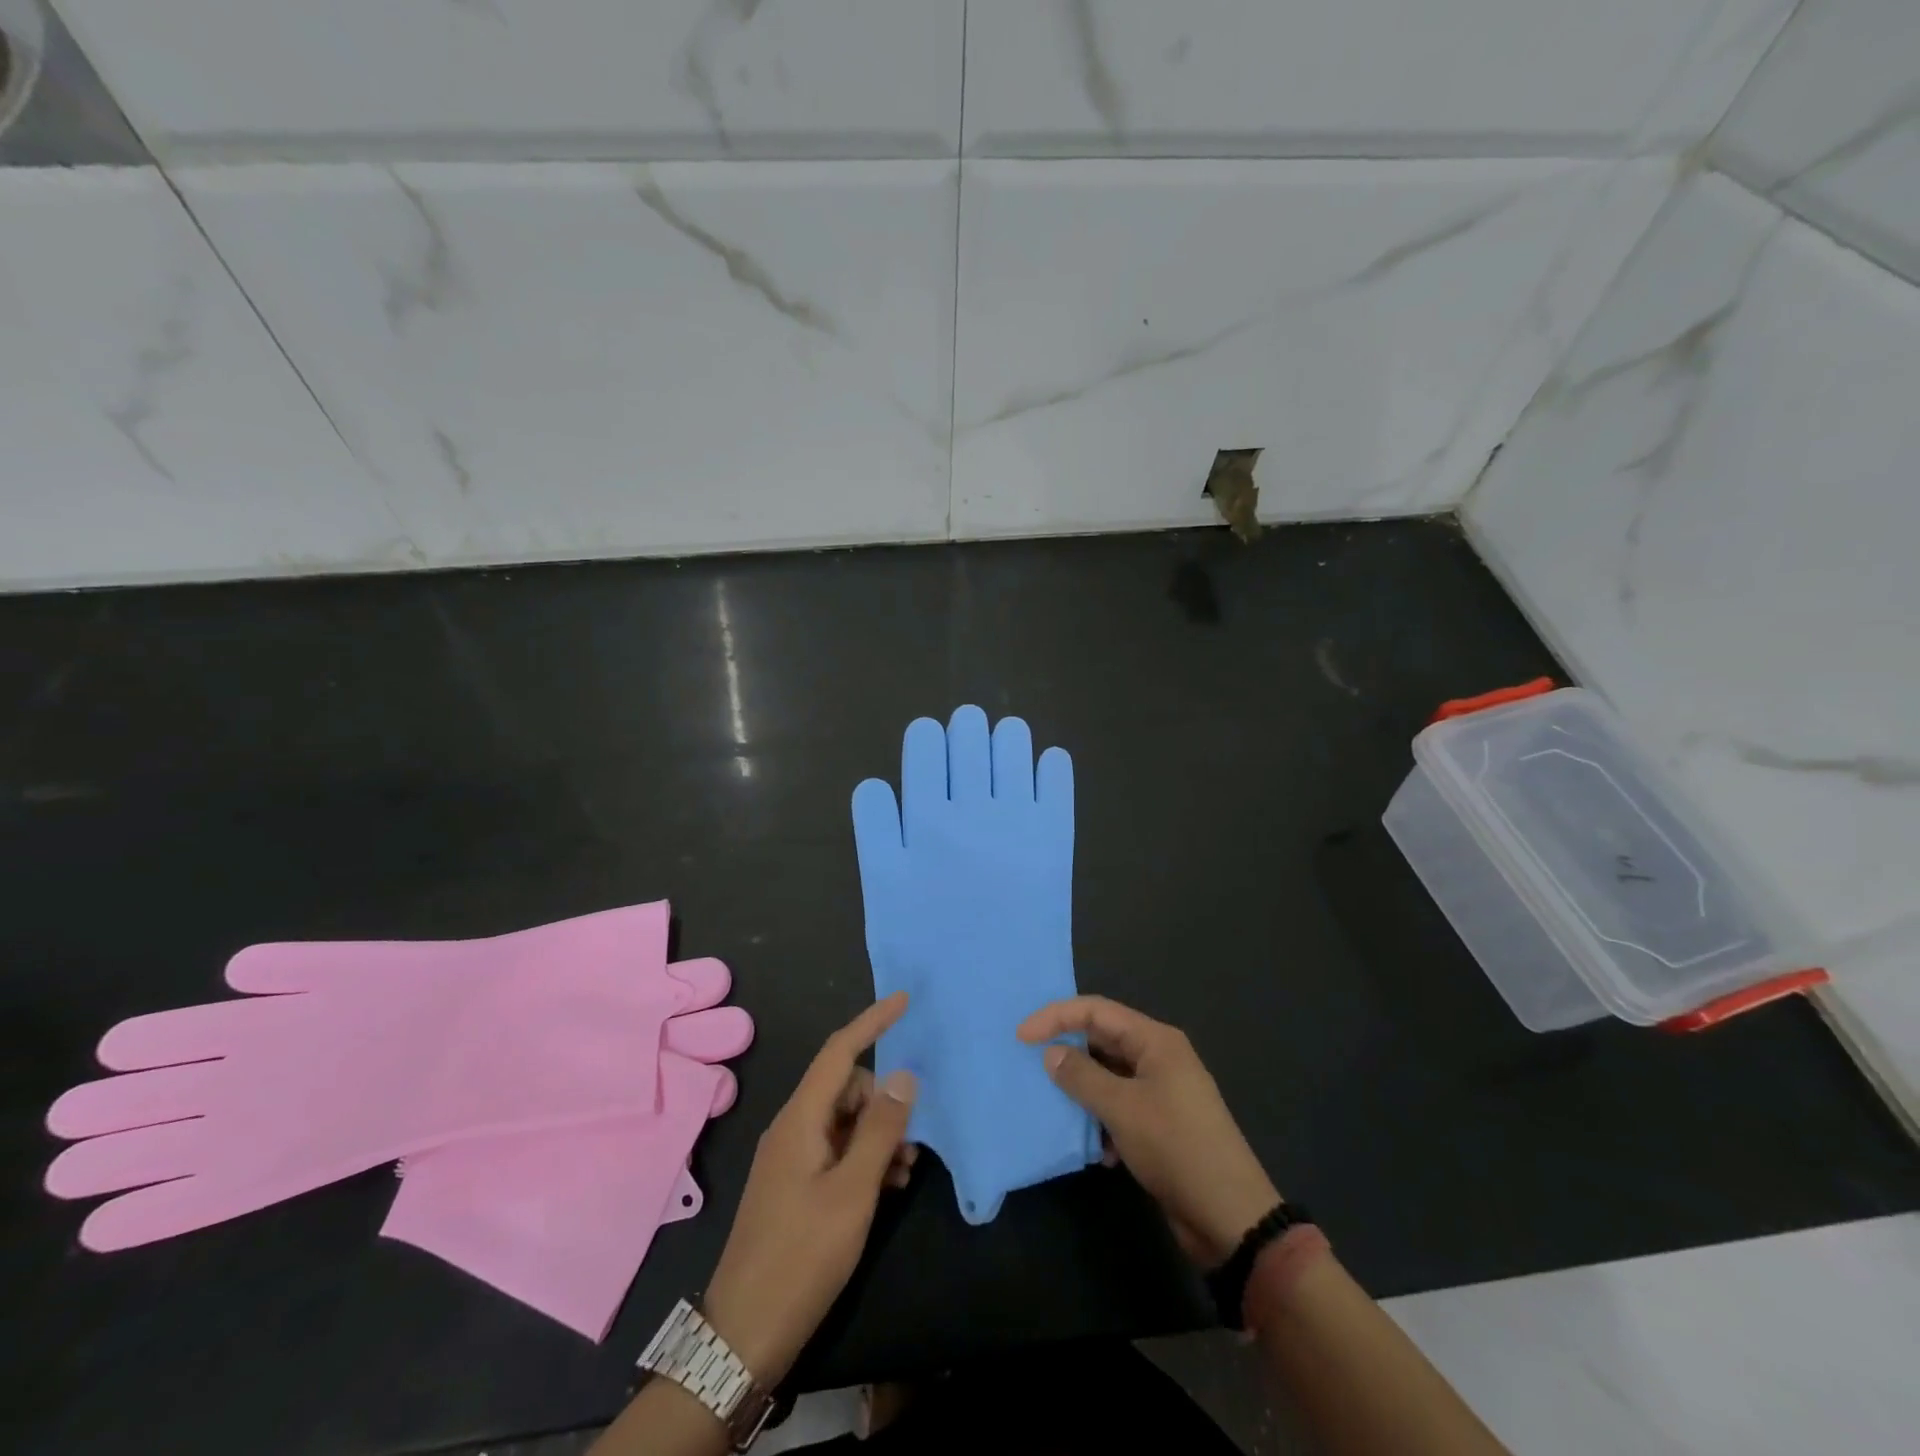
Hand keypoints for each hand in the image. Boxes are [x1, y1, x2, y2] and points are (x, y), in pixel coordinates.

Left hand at [702, 993, 917, 1385]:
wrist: (743, 1334)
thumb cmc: (802, 1255)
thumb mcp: (852, 1192)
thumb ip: (880, 1130)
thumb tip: (903, 1076)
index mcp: (800, 1119)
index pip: (839, 1051)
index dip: (871, 1022)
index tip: (903, 1000)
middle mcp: (792, 1128)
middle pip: (846, 1087)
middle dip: (883, 1101)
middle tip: (912, 1141)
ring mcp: (791, 1158)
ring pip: (844, 1121)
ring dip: (878, 1134)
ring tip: (904, 1171)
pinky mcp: (794, 1185)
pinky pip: (836, 1150)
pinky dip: (864, 1158)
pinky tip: (886, 1187)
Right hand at [1019, 996, 1278, 1266]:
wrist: (1231, 1216)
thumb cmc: (1176, 1148)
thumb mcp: (1122, 1109)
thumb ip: (1082, 1076)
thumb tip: (1051, 1053)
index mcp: (1155, 1041)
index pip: (1096, 1010)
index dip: (1056, 1017)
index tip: (1021, 1036)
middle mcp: (1159, 1057)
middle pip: (1103, 1040)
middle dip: (1068, 1053)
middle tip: (1031, 1065)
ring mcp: (1163, 1091)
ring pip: (1110, 1076)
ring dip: (1084, 1091)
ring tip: (1057, 1108)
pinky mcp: (1162, 1124)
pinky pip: (1121, 1107)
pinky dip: (1103, 1121)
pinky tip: (1098, 1150)